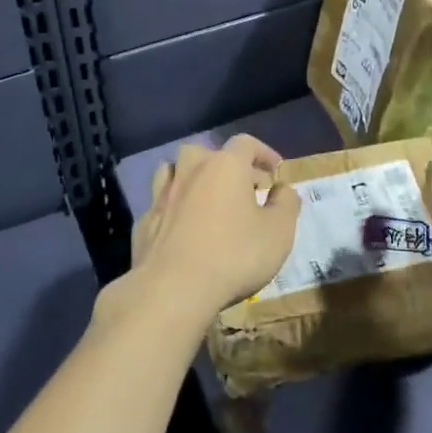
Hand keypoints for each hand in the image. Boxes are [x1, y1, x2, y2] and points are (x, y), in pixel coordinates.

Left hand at [128, 134, 301, 316]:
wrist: (173, 289)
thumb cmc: (234, 255)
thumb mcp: (279, 232)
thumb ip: (286, 204)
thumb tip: (283, 189)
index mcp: (225, 166)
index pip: (246, 143)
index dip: (264, 153)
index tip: (275, 171)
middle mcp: (191, 170)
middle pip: (206, 152)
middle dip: (226, 165)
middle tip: (244, 188)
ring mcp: (162, 195)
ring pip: (175, 170)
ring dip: (193, 178)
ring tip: (208, 199)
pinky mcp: (145, 221)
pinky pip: (162, 203)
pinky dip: (175, 207)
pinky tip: (184, 228)